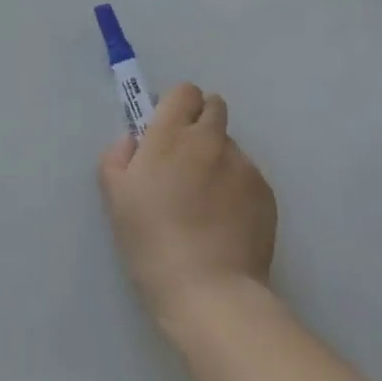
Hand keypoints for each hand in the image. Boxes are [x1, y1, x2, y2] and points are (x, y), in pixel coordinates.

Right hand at [97, 83, 278, 327]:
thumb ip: (118, 157)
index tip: (165, 131)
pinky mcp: (266, 192)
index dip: (175, 106)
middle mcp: (211, 140)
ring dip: (216, 158)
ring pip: (230, 145)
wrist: (208, 289)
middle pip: (214, 107)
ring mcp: (243, 165)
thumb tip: (134, 141)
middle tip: (185, 160)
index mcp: (171, 135)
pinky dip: (235, 187)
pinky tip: (224, 220)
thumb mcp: (115, 197)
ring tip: (205, 201)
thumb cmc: (151, 240)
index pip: (184, 92)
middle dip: (200, 122)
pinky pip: (247, 175)